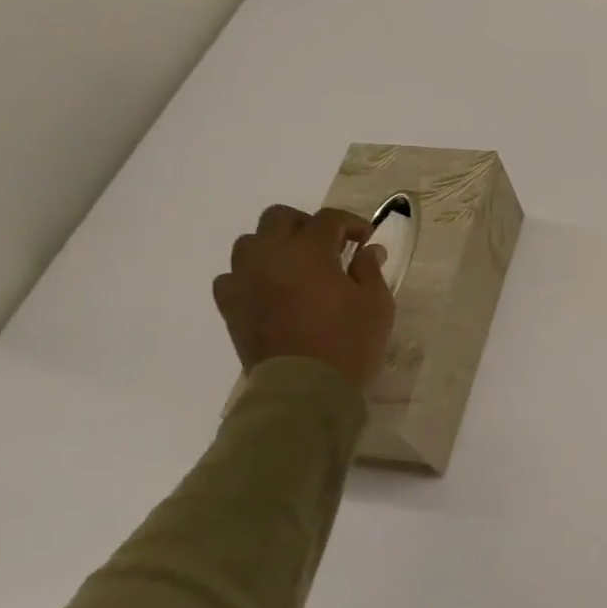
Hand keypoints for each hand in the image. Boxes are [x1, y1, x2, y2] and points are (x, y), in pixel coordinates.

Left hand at [212, 205, 393, 389]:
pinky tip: (270, 289)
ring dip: (275, 245)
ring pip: (250, 242)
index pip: (329, 219)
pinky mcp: (230, 306)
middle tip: (329, 245)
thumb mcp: (376, 304)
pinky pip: (232, 276)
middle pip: (279, 218)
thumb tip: (367, 250)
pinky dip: (251, 275)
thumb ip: (370, 270)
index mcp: (308, 251)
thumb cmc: (348, 343)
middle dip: (307, 224)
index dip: (351, 223)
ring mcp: (244, 280)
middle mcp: (270, 256)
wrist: (304, 389)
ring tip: (296, 265)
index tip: (366, 239)